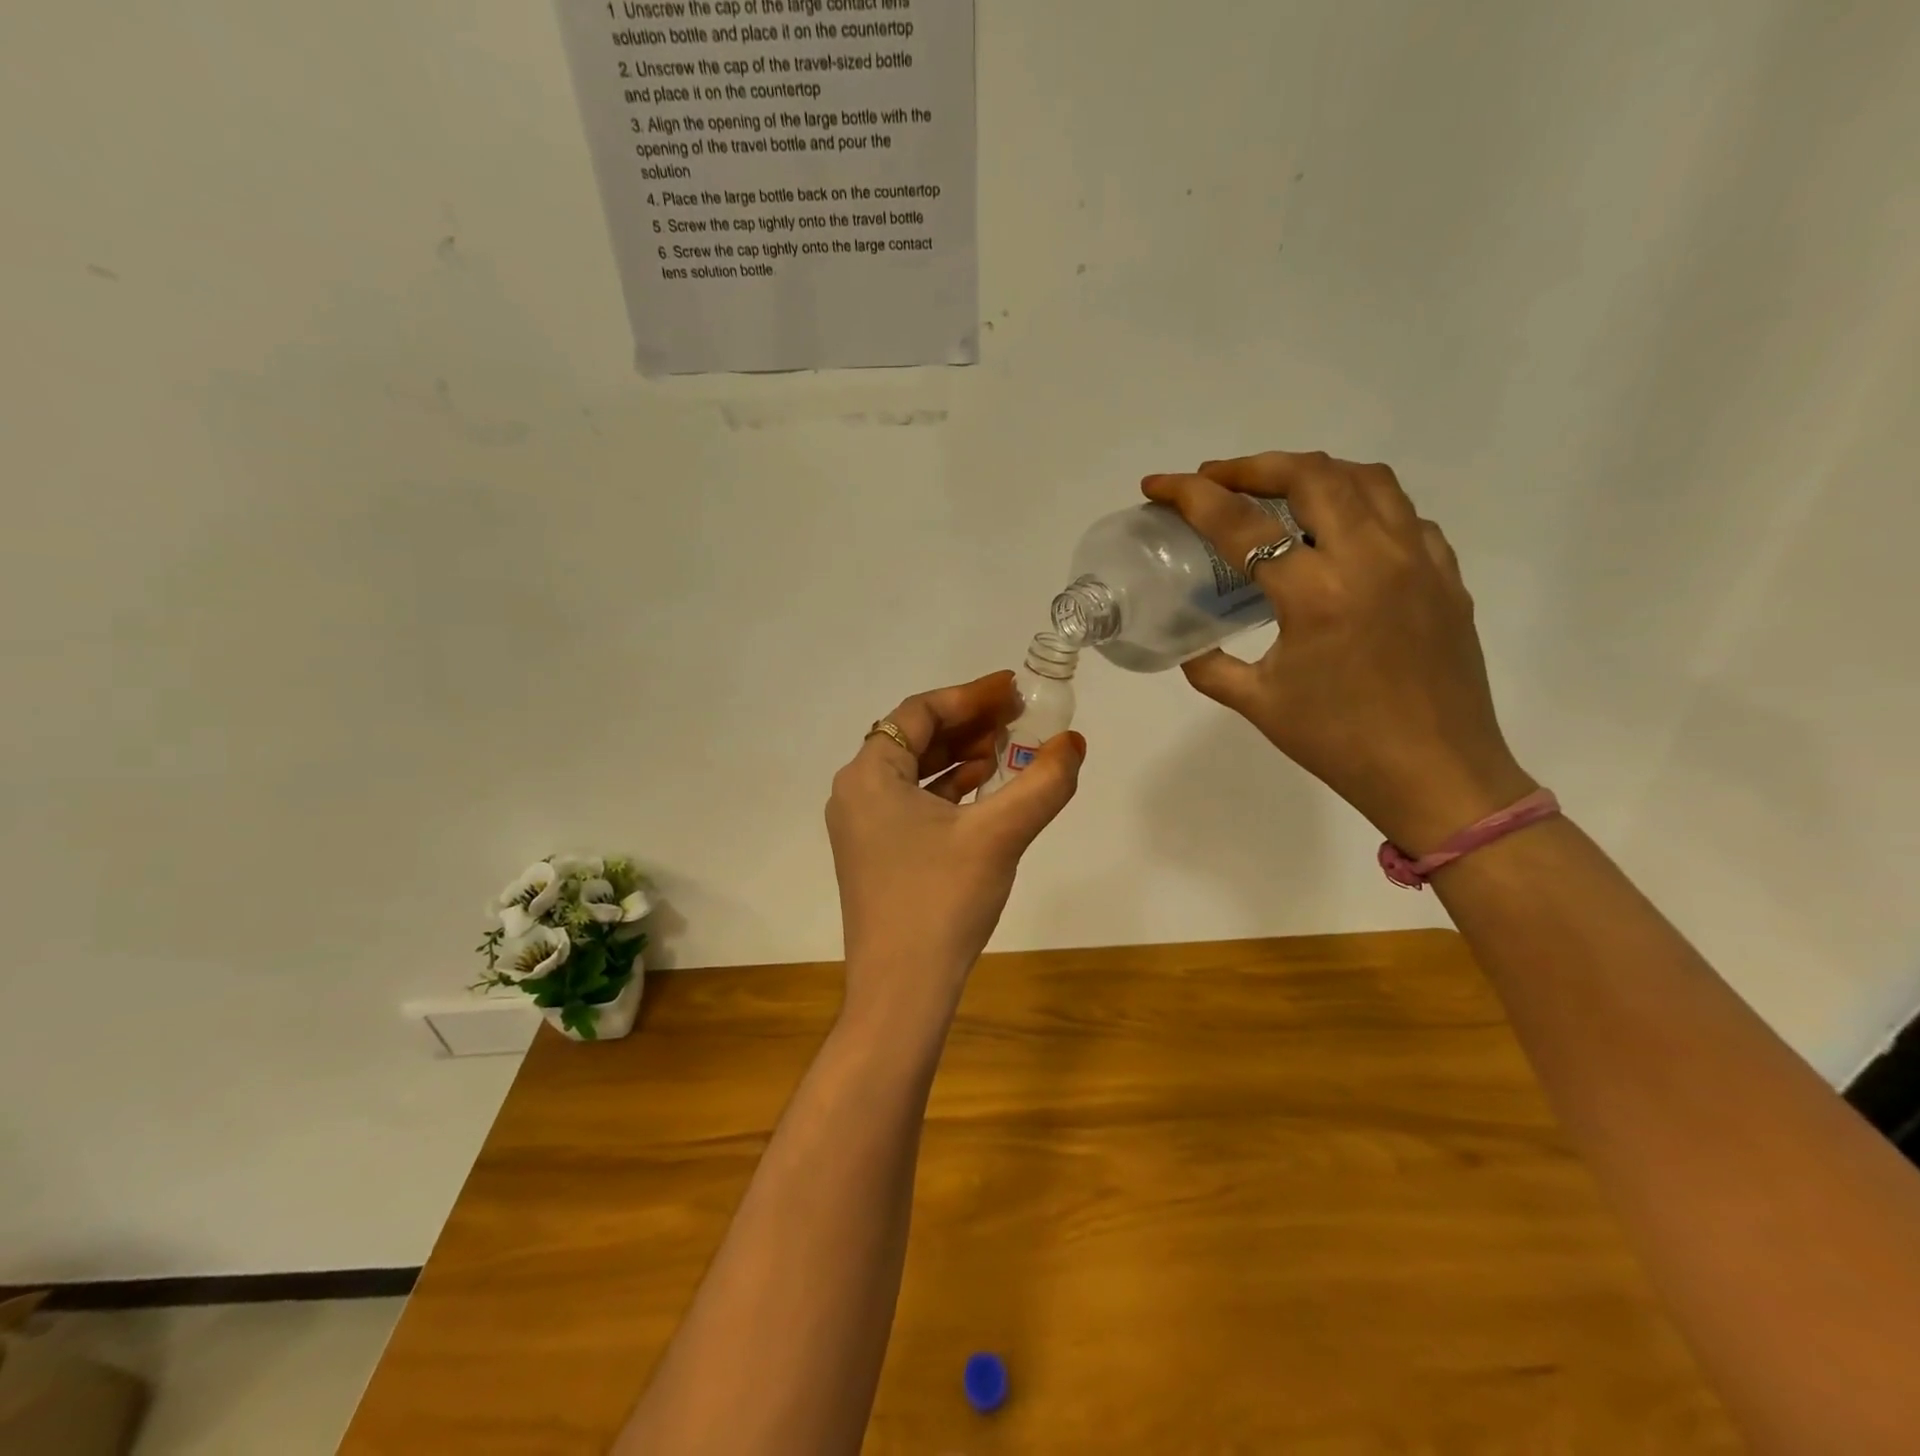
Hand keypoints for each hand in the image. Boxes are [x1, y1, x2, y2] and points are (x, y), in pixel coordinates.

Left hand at [826, 672, 1085, 1023]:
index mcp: (869, 775)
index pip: (919, 712)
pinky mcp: (876, 854)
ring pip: (914, 772)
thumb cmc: (941, 901)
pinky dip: (948, 789)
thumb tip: (1074, 743)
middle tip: (1017, 717)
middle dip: (967, 724)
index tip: (1013, 690)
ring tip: (1007, 749)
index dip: (970, 696)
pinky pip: (913, 803)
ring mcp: (862, 827)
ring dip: (960, 756)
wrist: (901, 991)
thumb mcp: (999, 835)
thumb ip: (1043, 783)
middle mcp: (856, 793)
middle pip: (914, 738)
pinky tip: (985, 791)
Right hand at [1144, 452, 1535, 854]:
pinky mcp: (1445, 574)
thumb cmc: (1340, 744)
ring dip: (1311, 472)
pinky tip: (1342, 531)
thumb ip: (1212, 667)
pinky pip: (1403, 514)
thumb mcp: (1259, 704)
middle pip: (1310, 475)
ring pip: (1365, 479)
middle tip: (1216, 477)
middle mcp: (1370, 559)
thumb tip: (1189, 647)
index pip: (1242, 524)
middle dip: (1252, 465)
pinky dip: (1363, 504)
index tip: (1158, 484)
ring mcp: (1417, 560)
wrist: (1437, 774)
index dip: (1191, 496)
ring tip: (1276, 487)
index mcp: (1316, 594)